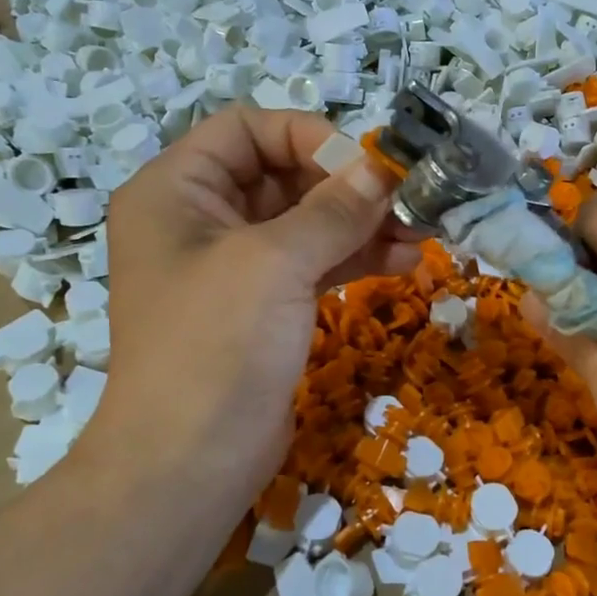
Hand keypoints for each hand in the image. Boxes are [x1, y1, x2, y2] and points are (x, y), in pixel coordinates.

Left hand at [77, 109, 419, 519]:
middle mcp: (200, 219)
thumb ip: (333, 209)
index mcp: (176, 190)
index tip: (364, 167)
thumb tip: (382, 169)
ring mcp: (233, 266)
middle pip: (283, 174)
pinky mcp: (263, 306)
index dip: (308, 137)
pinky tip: (403, 260)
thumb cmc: (216, 347)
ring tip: (420, 234)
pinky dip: (355, 258)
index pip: (247, 129)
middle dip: (347, 186)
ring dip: (361, 224)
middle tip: (407, 201)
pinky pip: (312, 263)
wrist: (187, 466)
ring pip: (305, 222)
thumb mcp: (275, 263)